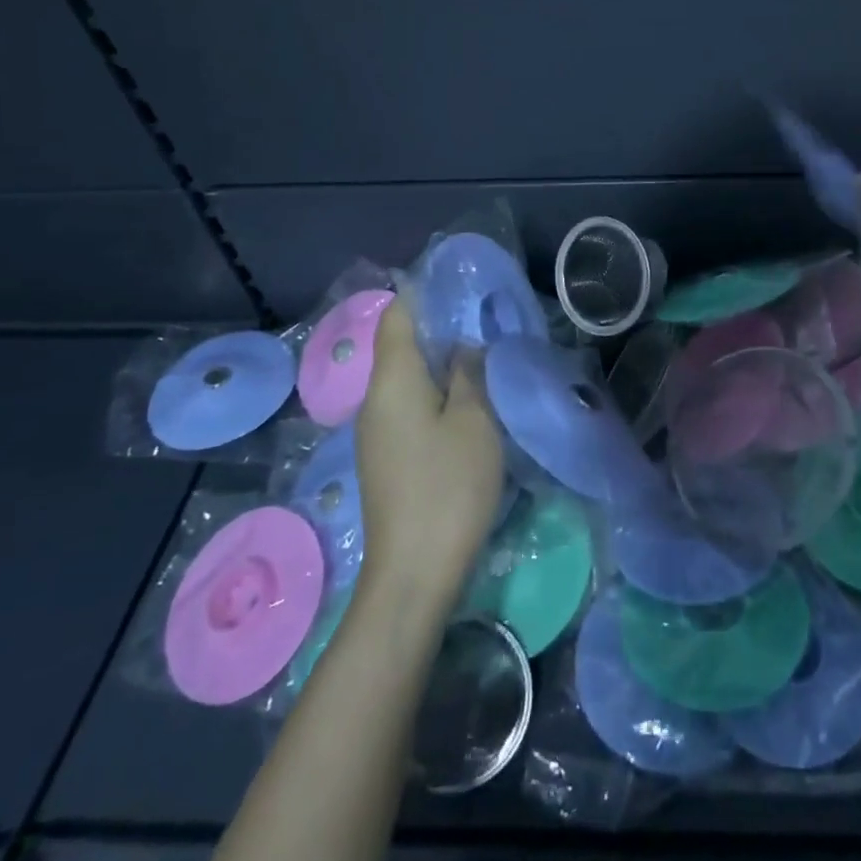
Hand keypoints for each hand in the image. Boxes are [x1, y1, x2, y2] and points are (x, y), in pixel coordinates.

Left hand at [353, 298, 505, 609]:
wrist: (412, 574)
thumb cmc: (447, 488)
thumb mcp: (474, 422)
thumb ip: (470, 374)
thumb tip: (465, 345)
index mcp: (392, 380)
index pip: (397, 315)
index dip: (424, 292)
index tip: (462, 286)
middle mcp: (374, 399)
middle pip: (401, 345)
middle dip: (440, 328)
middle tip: (487, 321)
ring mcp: (376, 431)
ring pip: (407, 379)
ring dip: (441, 364)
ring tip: (484, 358)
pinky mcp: (386, 457)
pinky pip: (408, 407)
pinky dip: (435, 394)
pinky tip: (467, 404)